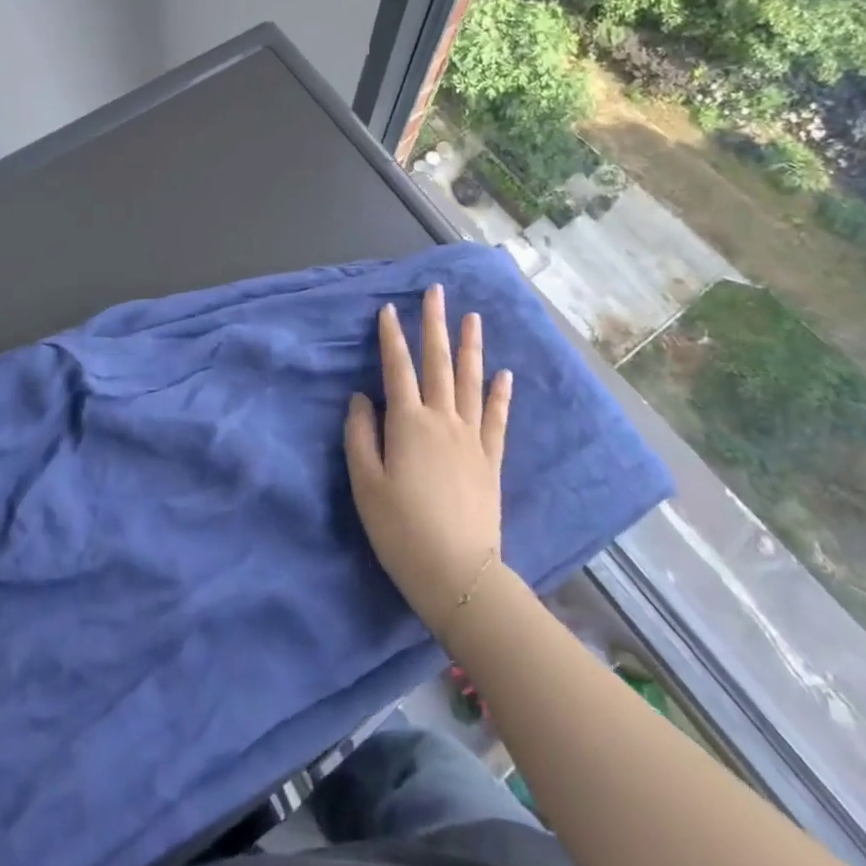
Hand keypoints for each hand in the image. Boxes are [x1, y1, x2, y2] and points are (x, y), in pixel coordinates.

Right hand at [345, 283, 512, 633]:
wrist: (457, 574)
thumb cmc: (400, 530)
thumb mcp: (365, 484)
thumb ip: (360, 435)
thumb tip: (361, 398)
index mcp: (408, 423)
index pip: (397, 368)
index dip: (391, 336)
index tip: (389, 308)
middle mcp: (442, 420)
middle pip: (438, 363)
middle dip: (435, 324)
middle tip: (436, 292)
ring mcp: (471, 438)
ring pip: (471, 381)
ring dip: (470, 346)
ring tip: (472, 317)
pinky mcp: (490, 459)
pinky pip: (497, 418)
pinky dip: (500, 393)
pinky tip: (505, 374)